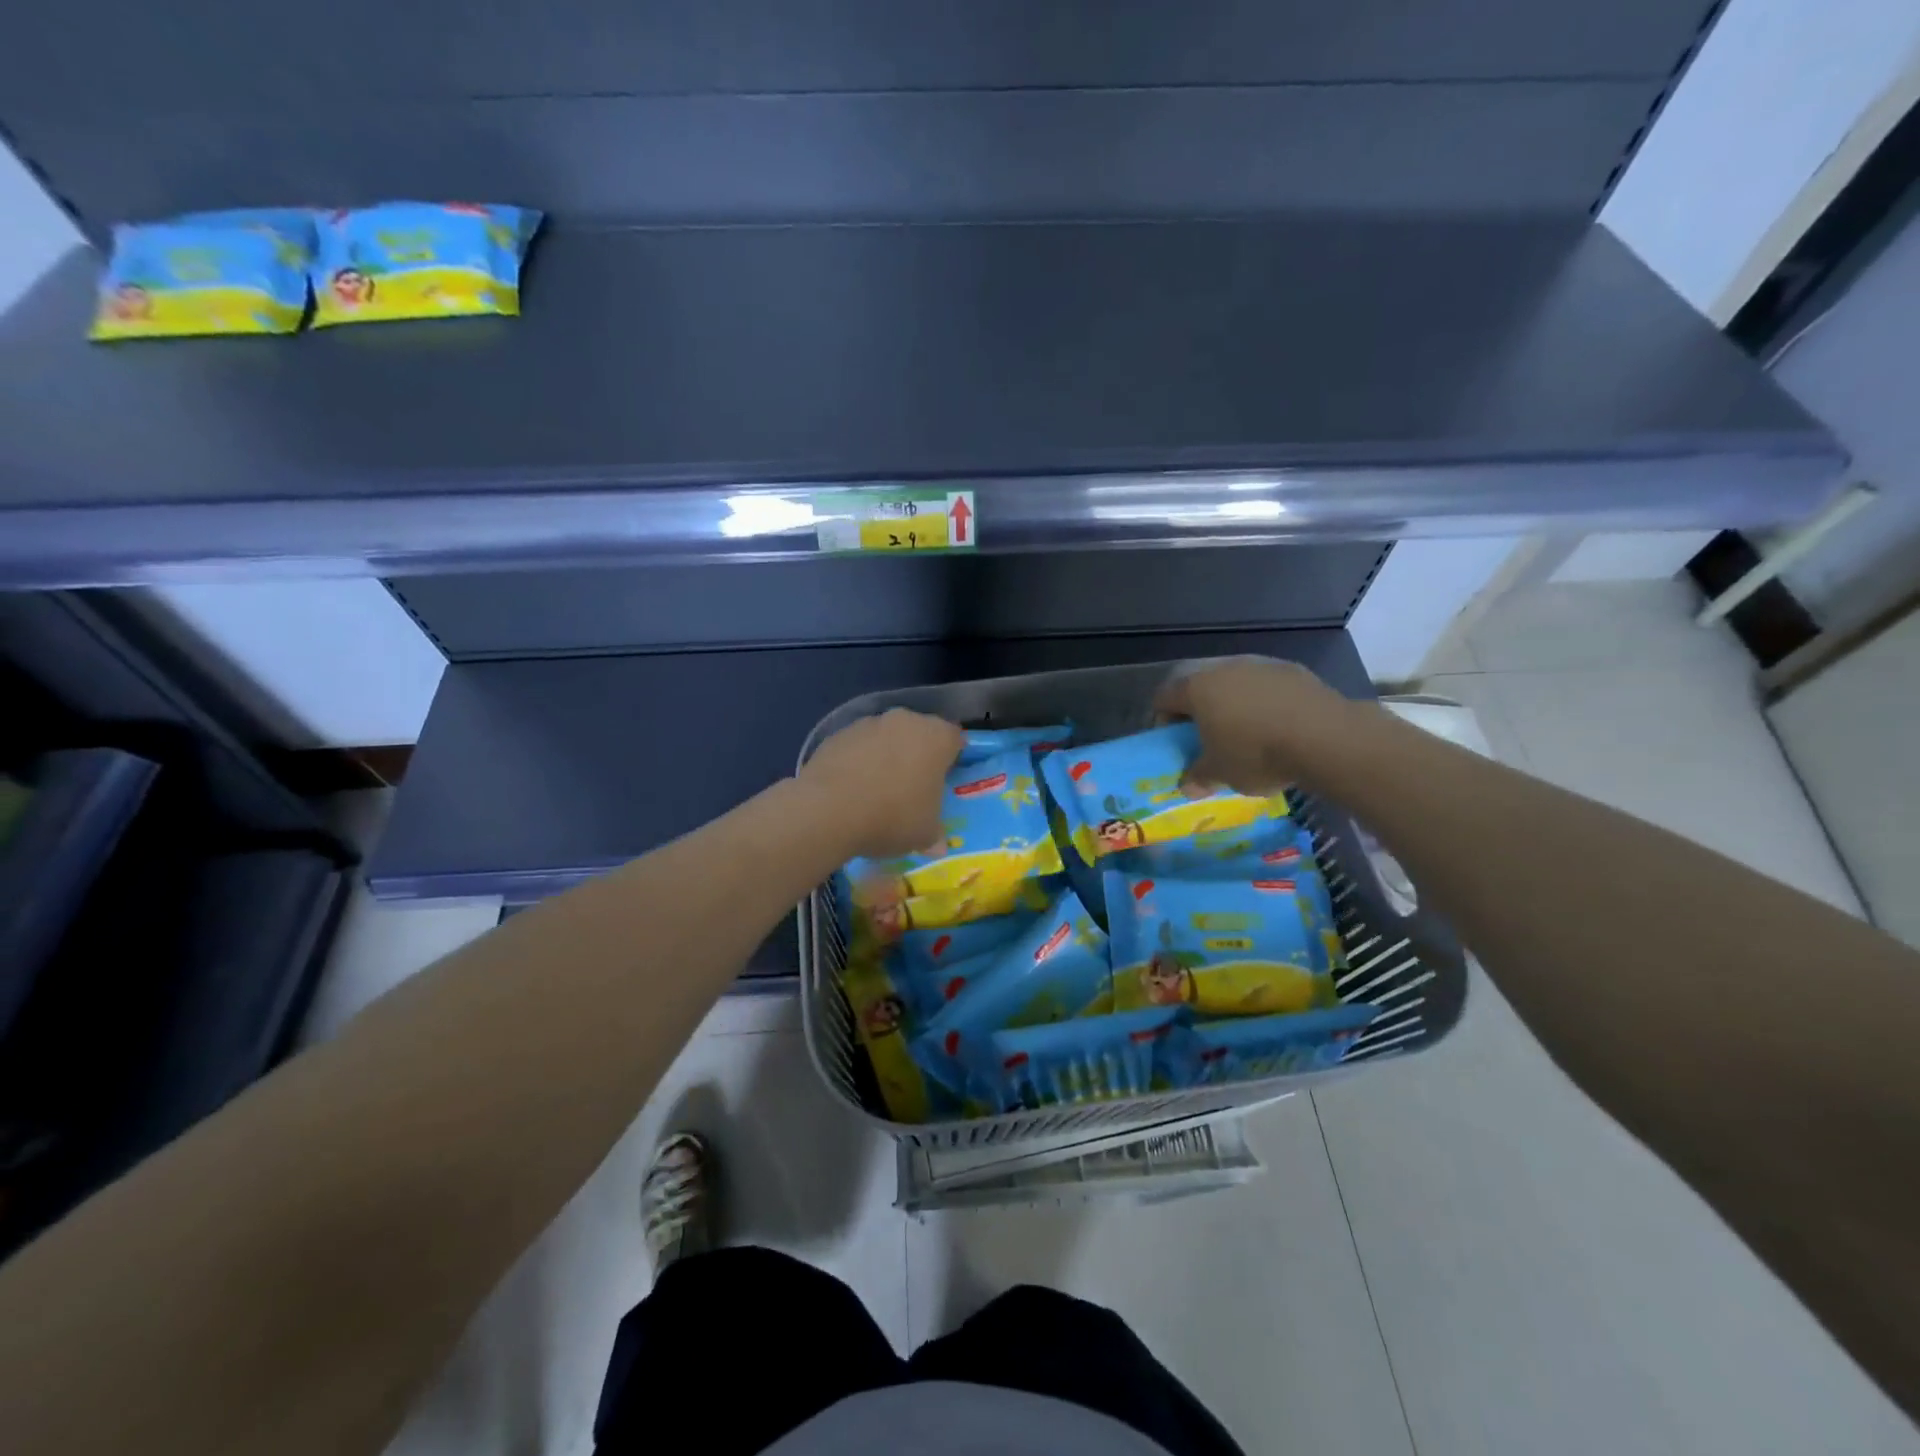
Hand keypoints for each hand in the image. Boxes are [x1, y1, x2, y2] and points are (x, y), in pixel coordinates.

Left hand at [798, 709, 962, 858]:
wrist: (828, 810)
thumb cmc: (892, 817)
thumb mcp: (925, 834)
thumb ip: (935, 833)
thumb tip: (938, 845)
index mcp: (936, 737)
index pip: (955, 739)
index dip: (952, 759)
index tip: (946, 780)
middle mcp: (905, 721)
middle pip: (919, 734)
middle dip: (918, 755)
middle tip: (914, 787)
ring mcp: (868, 724)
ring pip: (886, 738)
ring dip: (886, 757)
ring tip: (878, 792)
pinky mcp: (837, 734)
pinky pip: (857, 747)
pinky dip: (858, 762)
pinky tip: (851, 790)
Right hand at [1155, 658, 1357, 791]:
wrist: (1324, 737)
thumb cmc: (1256, 753)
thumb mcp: (1220, 774)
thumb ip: (1198, 777)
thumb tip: (1187, 786)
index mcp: (1196, 689)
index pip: (1164, 698)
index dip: (1162, 720)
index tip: (1173, 743)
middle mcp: (1223, 668)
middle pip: (1199, 685)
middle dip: (1199, 710)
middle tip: (1207, 737)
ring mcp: (1259, 665)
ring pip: (1234, 683)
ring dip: (1233, 703)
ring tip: (1245, 732)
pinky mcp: (1292, 670)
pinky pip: (1265, 686)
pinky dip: (1263, 702)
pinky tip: (1276, 726)